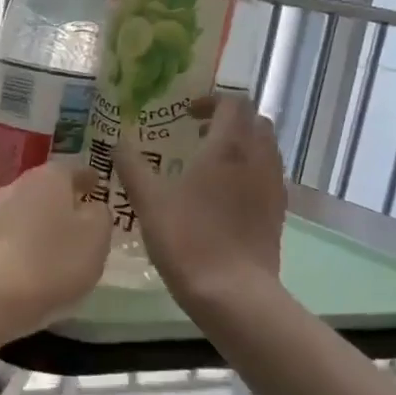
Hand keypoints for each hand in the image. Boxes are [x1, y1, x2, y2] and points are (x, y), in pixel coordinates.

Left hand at [0, 162, 109, 339]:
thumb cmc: (54, 259)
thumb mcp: (96, 236)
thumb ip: (99, 215)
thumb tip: (92, 207)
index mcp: (48, 178)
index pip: (72, 170)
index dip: (87, 178)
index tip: (97, 184)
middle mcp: (17, 186)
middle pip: (44, 188)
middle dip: (61, 200)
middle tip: (79, 214)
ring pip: (24, 211)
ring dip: (40, 221)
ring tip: (57, 241)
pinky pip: (10, 235)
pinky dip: (23, 242)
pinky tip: (33, 259)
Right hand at [118, 95, 287, 308]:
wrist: (233, 293)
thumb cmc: (187, 239)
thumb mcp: (148, 201)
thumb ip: (132, 166)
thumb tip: (118, 141)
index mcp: (228, 147)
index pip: (234, 102)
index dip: (211, 101)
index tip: (186, 116)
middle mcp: (258, 158)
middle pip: (255, 121)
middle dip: (229, 120)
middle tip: (198, 136)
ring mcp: (273, 186)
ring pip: (266, 147)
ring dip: (242, 145)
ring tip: (210, 165)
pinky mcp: (278, 212)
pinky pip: (268, 175)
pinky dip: (250, 171)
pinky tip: (224, 195)